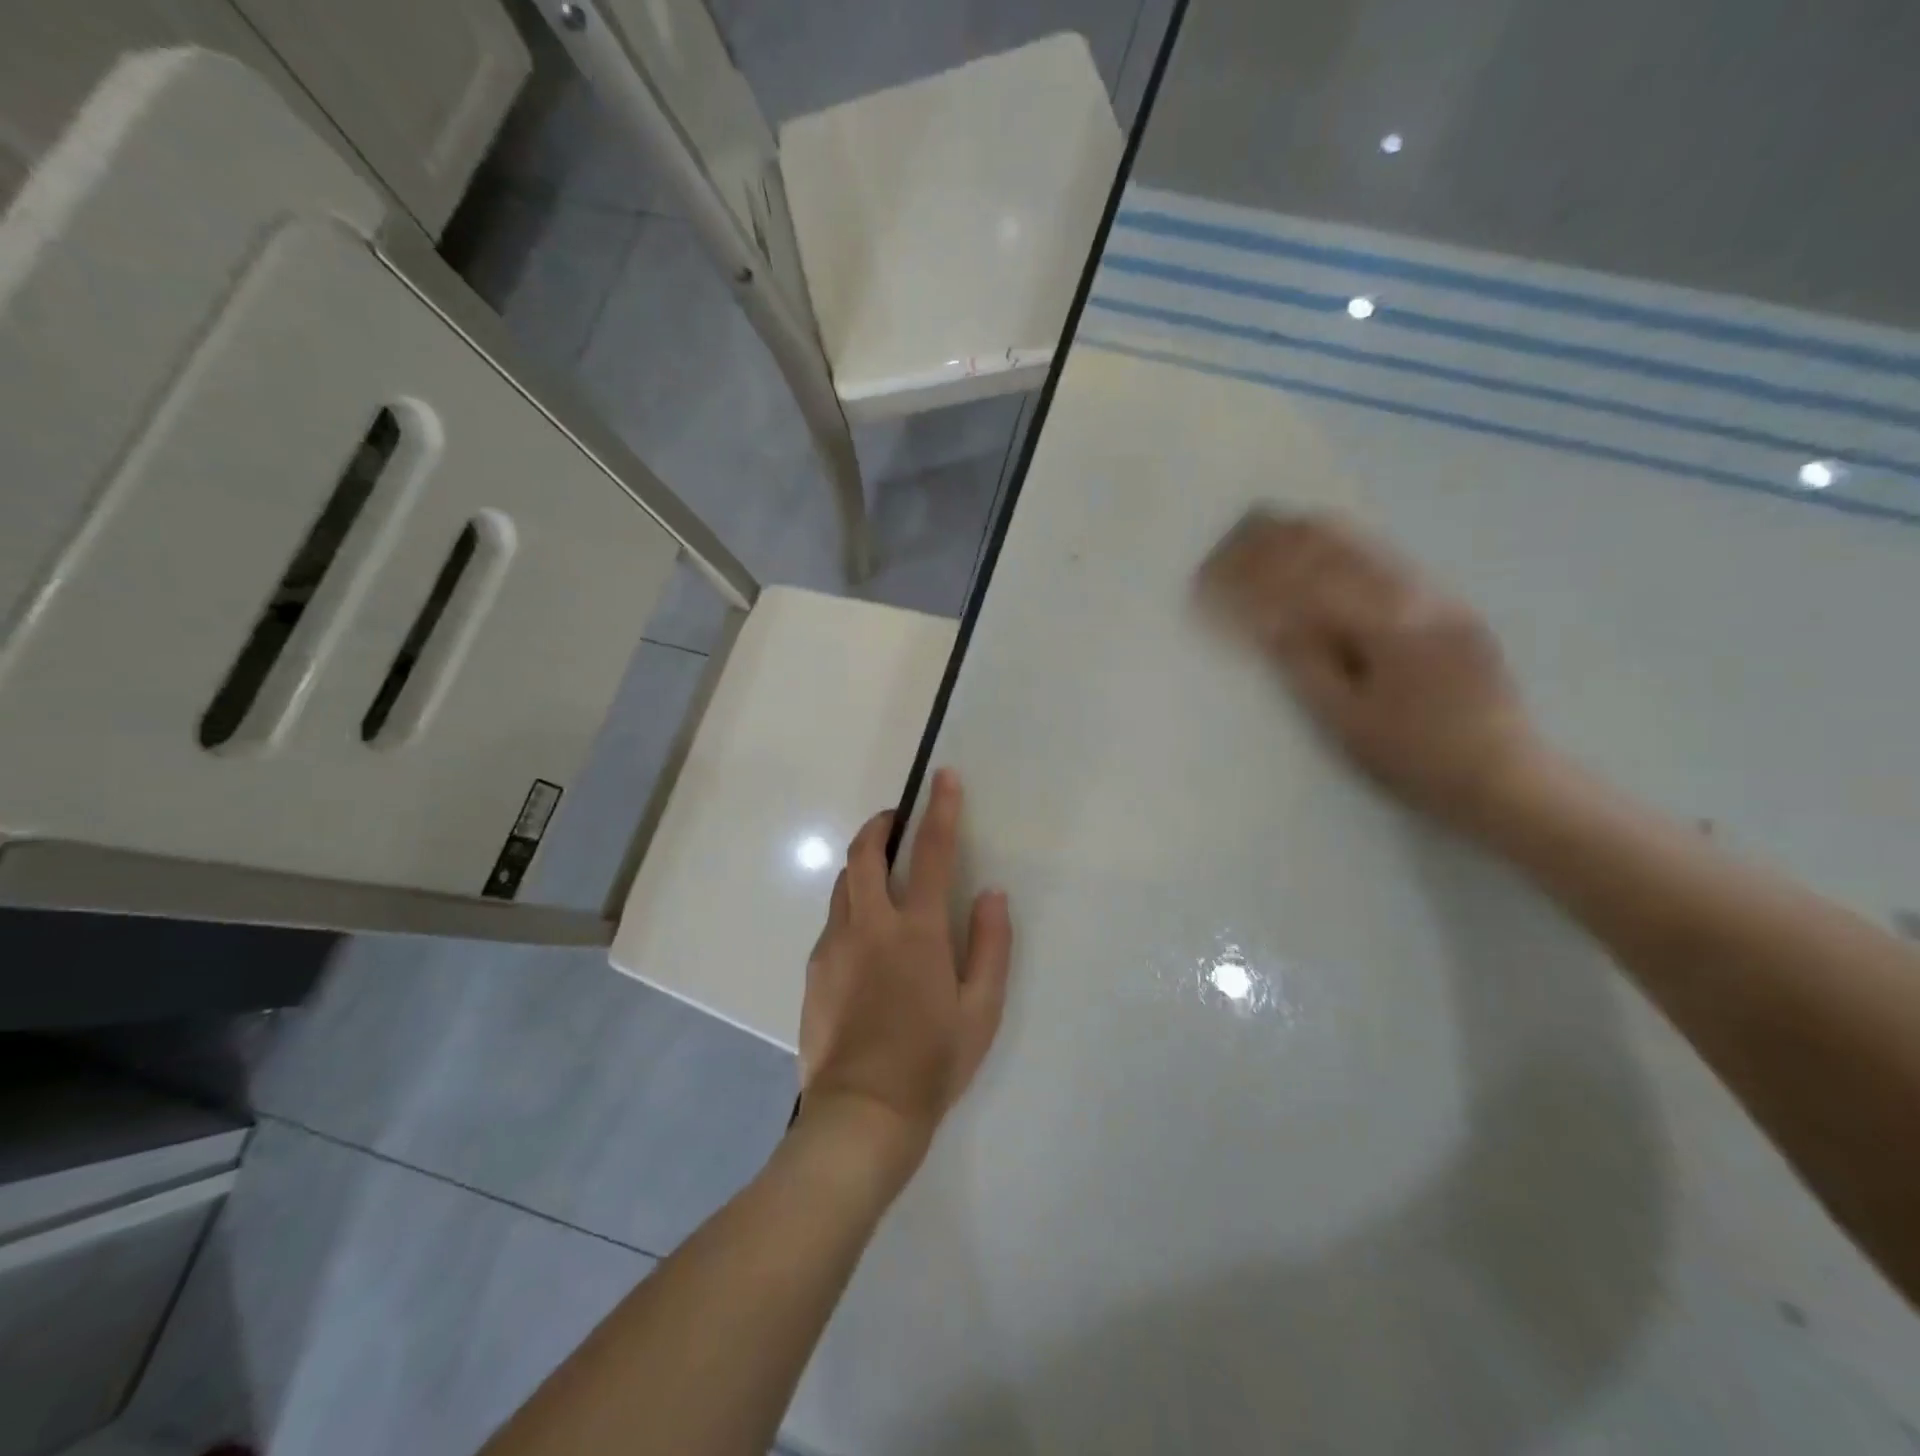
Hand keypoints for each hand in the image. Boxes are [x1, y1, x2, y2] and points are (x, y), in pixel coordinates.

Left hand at [797, 769, 1012, 1183]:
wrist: (862, 1114)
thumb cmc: (932, 1062)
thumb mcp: (982, 1010)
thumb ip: (990, 945)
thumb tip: (991, 894)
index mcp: (916, 931)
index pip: (930, 852)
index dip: (940, 809)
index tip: (942, 776)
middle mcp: (868, 925)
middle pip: (864, 853)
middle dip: (880, 825)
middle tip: (896, 822)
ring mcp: (833, 945)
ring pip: (842, 883)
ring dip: (862, 865)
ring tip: (882, 875)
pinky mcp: (813, 969)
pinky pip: (833, 921)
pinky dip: (850, 907)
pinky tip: (865, 937)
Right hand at [1197, 508, 1544, 831]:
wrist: (1505, 774)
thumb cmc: (1414, 756)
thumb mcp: (1347, 718)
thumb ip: (1303, 659)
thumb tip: (1260, 615)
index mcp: (1386, 621)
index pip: (1303, 576)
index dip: (1250, 571)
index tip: (1209, 577)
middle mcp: (1413, 590)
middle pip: (1332, 540)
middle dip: (1272, 538)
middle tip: (1225, 546)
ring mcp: (1434, 591)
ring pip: (1359, 540)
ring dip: (1301, 535)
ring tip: (1257, 537)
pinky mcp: (1445, 602)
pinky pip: (1380, 556)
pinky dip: (1334, 548)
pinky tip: (1312, 553)